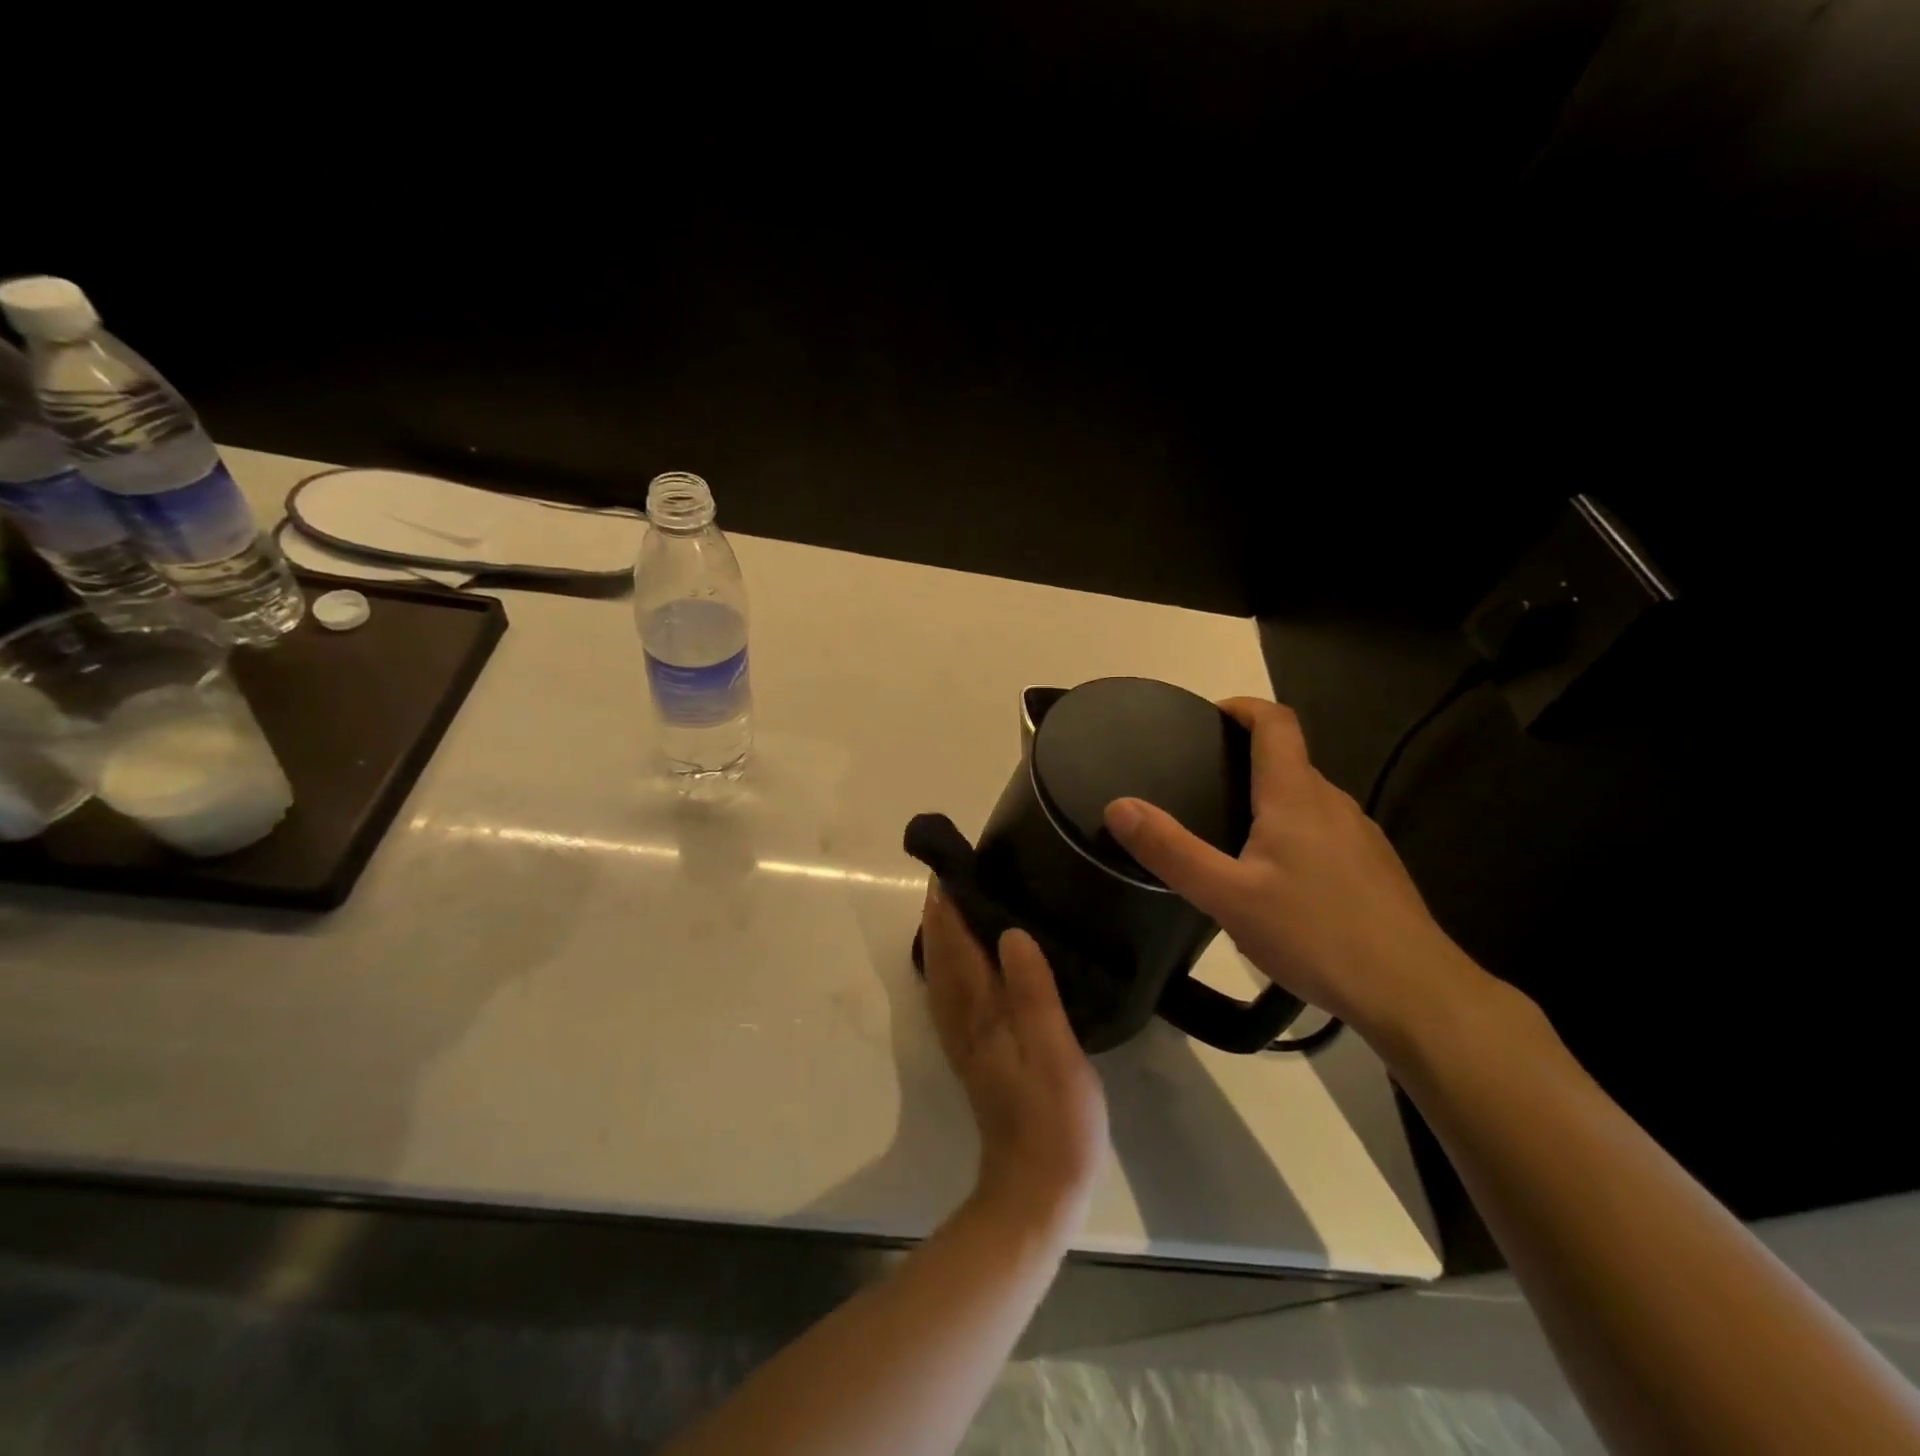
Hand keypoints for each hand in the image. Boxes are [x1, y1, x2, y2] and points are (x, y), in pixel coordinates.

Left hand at [919, 882, 1108, 1237]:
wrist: (1036, 1189)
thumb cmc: (1056, 1118)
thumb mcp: (1056, 1051)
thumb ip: (1033, 991)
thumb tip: (1010, 932)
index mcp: (982, 1011)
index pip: (956, 945)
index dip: (949, 906)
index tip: (949, 867)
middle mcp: (963, 1019)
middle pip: (943, 956)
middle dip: (941, 914)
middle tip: (953, 875)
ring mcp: (965, 1039)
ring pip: (943, 975)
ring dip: (942, 937)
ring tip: (954, 905)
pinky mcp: (975, 1055)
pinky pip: (952, 996)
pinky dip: (950, 967)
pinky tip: (964, 962)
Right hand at [1103, 697, 1480, 1046]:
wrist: (1414, 992)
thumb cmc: (1315, 934)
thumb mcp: (1227, 896)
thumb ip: (1170, 850)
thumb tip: (1118, 805)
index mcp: (1296, 796)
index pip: (1276, 723)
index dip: (1243, 707)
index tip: (1209, 716)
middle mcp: (1333, 803)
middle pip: (1289, 760)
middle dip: (1246, 758)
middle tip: (1200, 785)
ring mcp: (1361, 836)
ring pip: (1307, 799)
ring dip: (1270, 799)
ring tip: (1230, 834)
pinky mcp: (1375, 868)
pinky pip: (1325, 831)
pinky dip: (1294, 832)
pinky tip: (1278, 881)